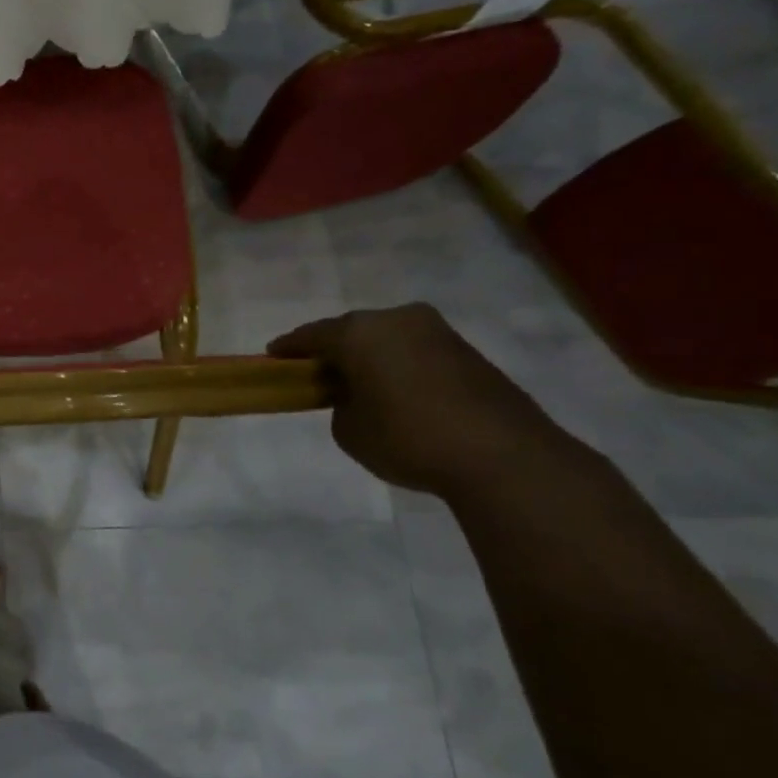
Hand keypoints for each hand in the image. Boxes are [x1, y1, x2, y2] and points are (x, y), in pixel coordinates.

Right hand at [269, 303, 565, 495]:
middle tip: (318, 373)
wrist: (503, 457)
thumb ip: (341, 404)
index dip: (289, 348)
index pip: (311, 335)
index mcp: (359, 332)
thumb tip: (358, 395)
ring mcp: (438, 333)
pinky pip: (417, 353)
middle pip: (352, 331)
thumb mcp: (348, 429)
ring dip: (372, 357)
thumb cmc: (407, 438)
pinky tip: (399, 393)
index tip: (273, 357)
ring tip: (361, 385)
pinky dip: (401, 367)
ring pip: (388, 340)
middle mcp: (397, 320)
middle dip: (334, 350)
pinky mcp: (469, 353)